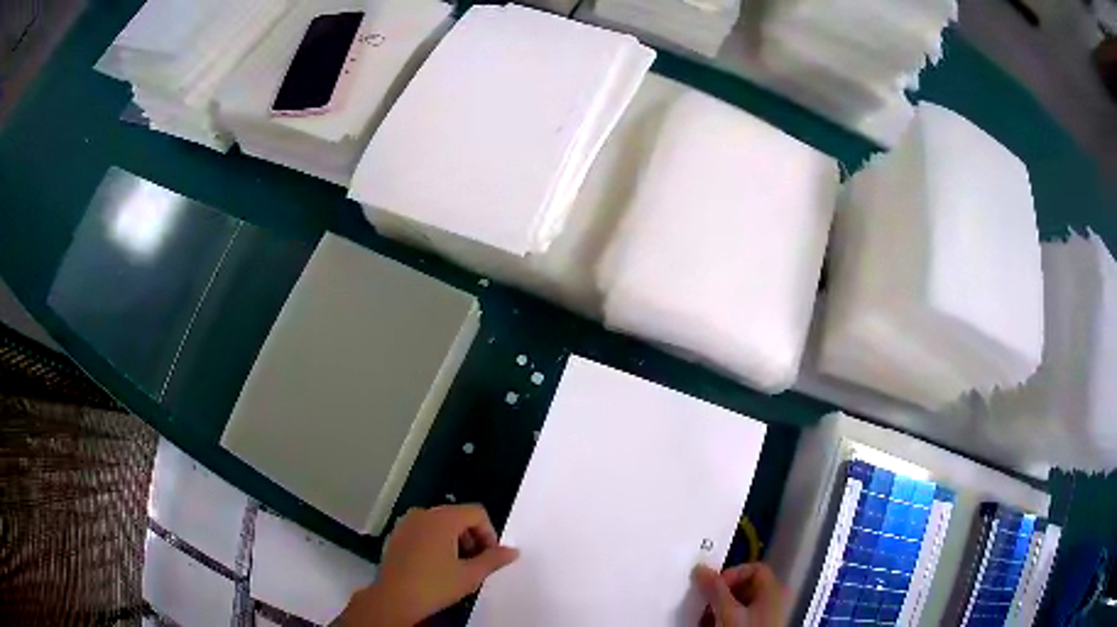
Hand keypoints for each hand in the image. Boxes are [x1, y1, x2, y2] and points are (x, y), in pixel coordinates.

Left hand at [338, 505, 518, 626]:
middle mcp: (423, 513)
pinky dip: (434, 542)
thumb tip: (513, 551)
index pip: (476, 513)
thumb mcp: (470, 575)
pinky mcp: (395, 535)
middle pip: (458, 516)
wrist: (394, 599)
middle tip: (475, 563)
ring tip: (456, 567)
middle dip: (472, 537)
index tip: (489, 557)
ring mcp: (406, 523)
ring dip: (454, 540)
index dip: (489, 533)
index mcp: (442, 518)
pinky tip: (435, 566)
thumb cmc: (434, 585)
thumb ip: (494, 559)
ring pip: (439, 524)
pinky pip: (422, 530)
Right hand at [693, 563, 786, 626]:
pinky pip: (738, 618)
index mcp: (773, 589)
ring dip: (718, 609)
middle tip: (704, 605)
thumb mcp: (727, 612)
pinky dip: (722, 620)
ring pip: (738, 604)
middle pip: (744, 587)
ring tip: (705, 620)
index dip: (731, 574)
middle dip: (720, 595)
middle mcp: (772, 600)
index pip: (753, 568)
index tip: (712, 587)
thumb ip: (715, 590)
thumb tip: (701, 569)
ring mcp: (765, 616)